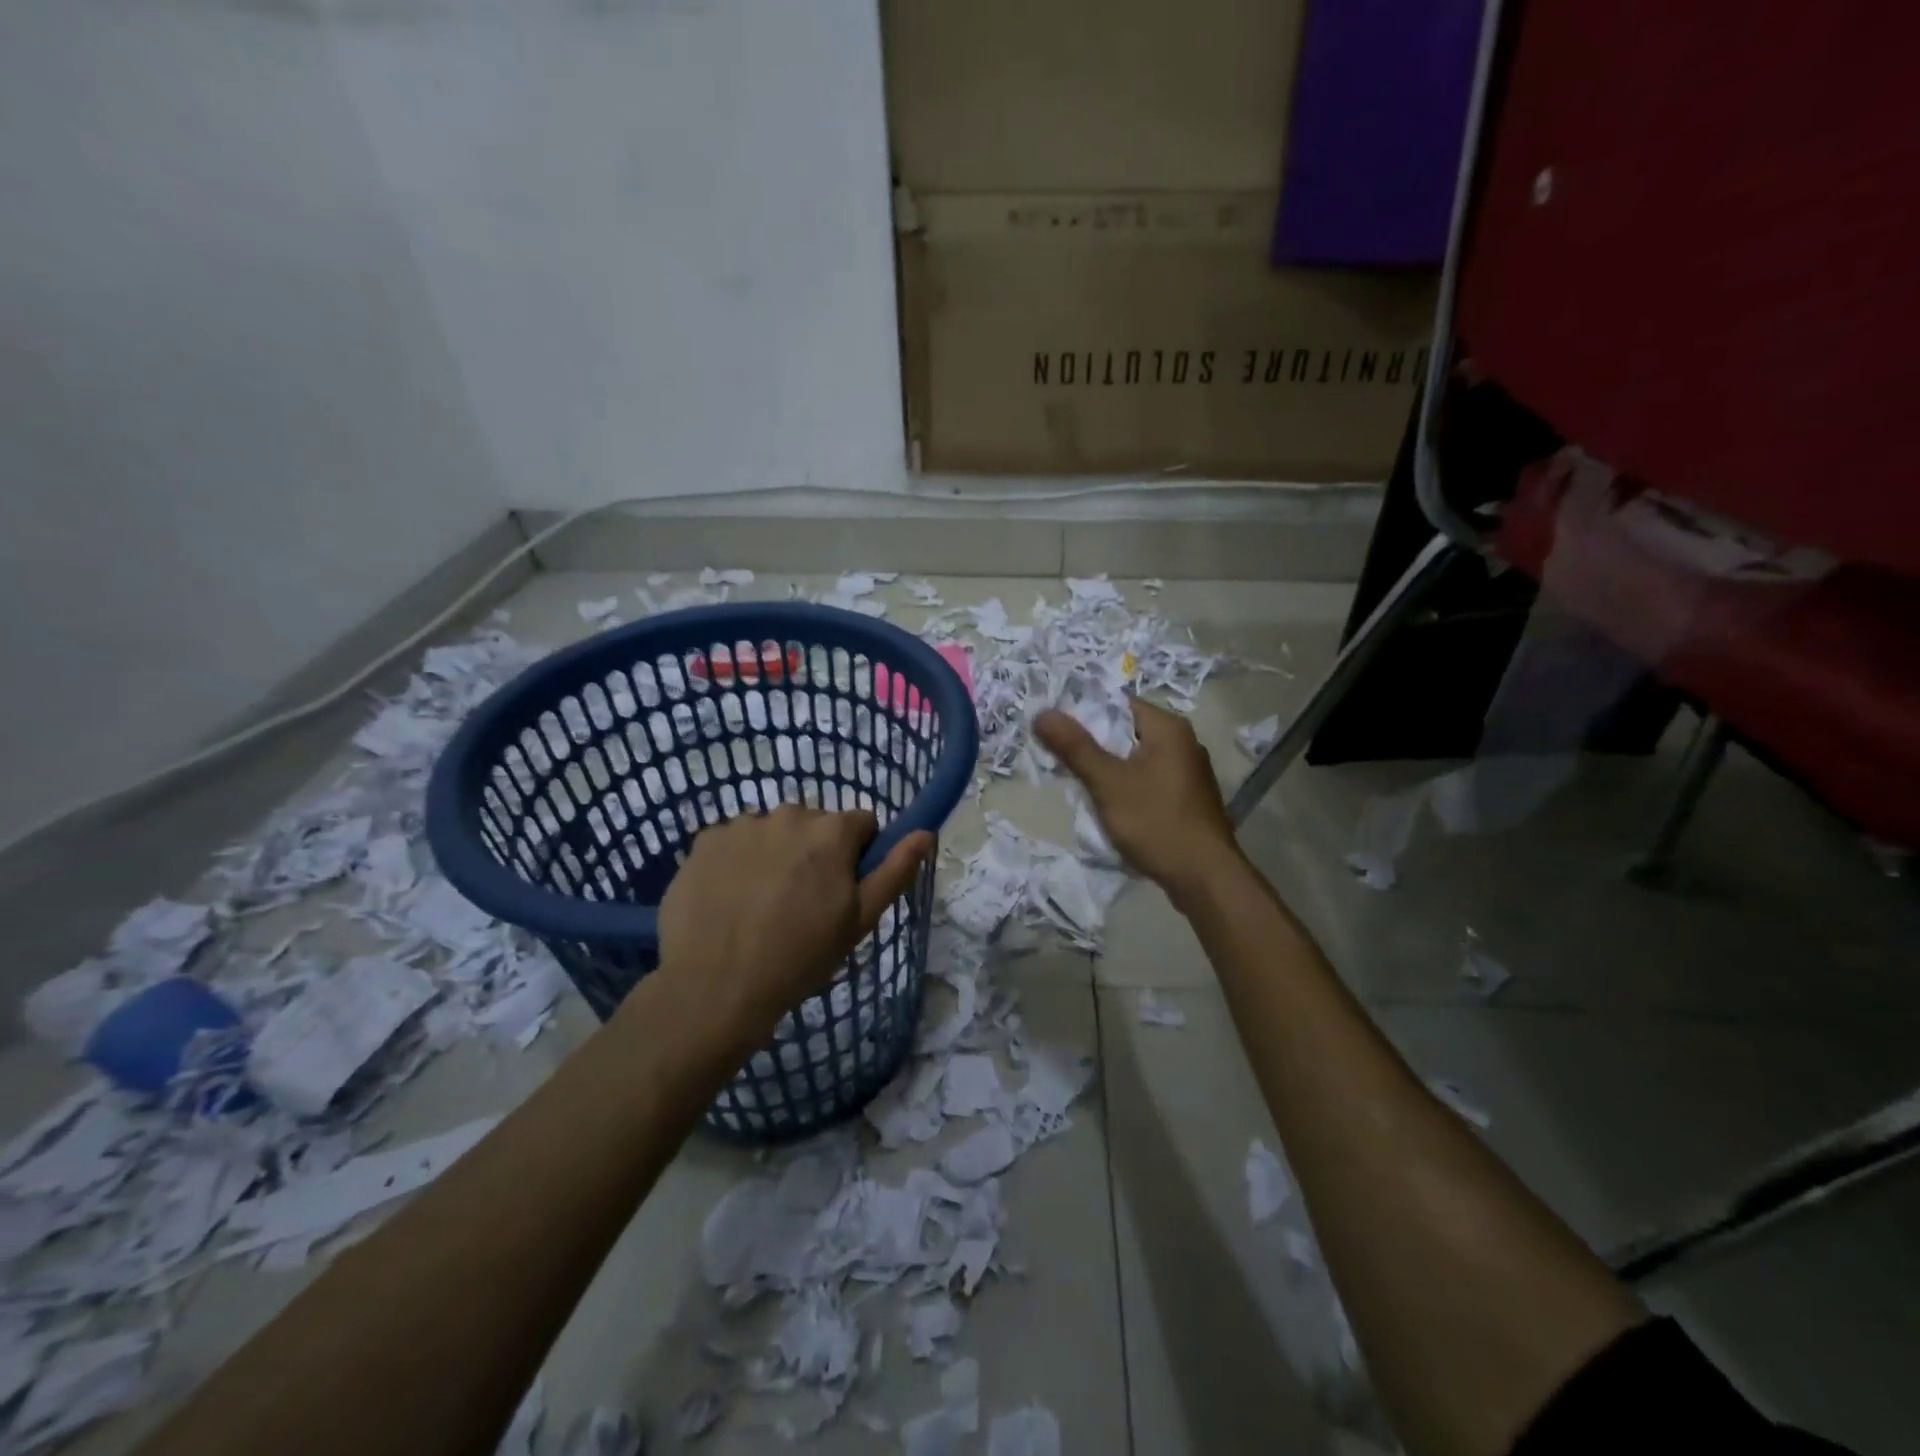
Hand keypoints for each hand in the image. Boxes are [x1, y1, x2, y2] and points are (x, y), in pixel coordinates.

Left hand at [650, 806, 932, 1051]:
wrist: (715, 988)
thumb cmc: (799, 957)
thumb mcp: (859, 921)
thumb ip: (895, 871)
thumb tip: (925, 833)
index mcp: (831, 830)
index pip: (862, 824)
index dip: (858, 856)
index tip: (843, 891)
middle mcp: (788, 813)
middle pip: (814, 825)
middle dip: (815, 853)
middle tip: (801, 903)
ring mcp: (742, 824)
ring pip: (773, 832)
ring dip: (775, 854)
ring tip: (761, 904)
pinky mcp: (705, 840)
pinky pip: (734, 841)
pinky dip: (737, 861)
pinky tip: (729, 899)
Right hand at [1035, 699, 1242, 907]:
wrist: (1205, 877)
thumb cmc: (1156, 821)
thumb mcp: (1108, 782)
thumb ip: (1075, 747)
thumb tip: (1042, 713)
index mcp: (1168, 728)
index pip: (1118, 703)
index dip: (1082, 710)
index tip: (1052, 725)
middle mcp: (1182, 742)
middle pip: (1125, 730)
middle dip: (1090, 742)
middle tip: (1055, 753)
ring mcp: (1186, 772)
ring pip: (1134, 757)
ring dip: (1106, 766)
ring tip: (1073, 778)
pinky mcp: (1185, 798)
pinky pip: (1146, 779)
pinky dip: (1124, 784)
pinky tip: (1105, 802)